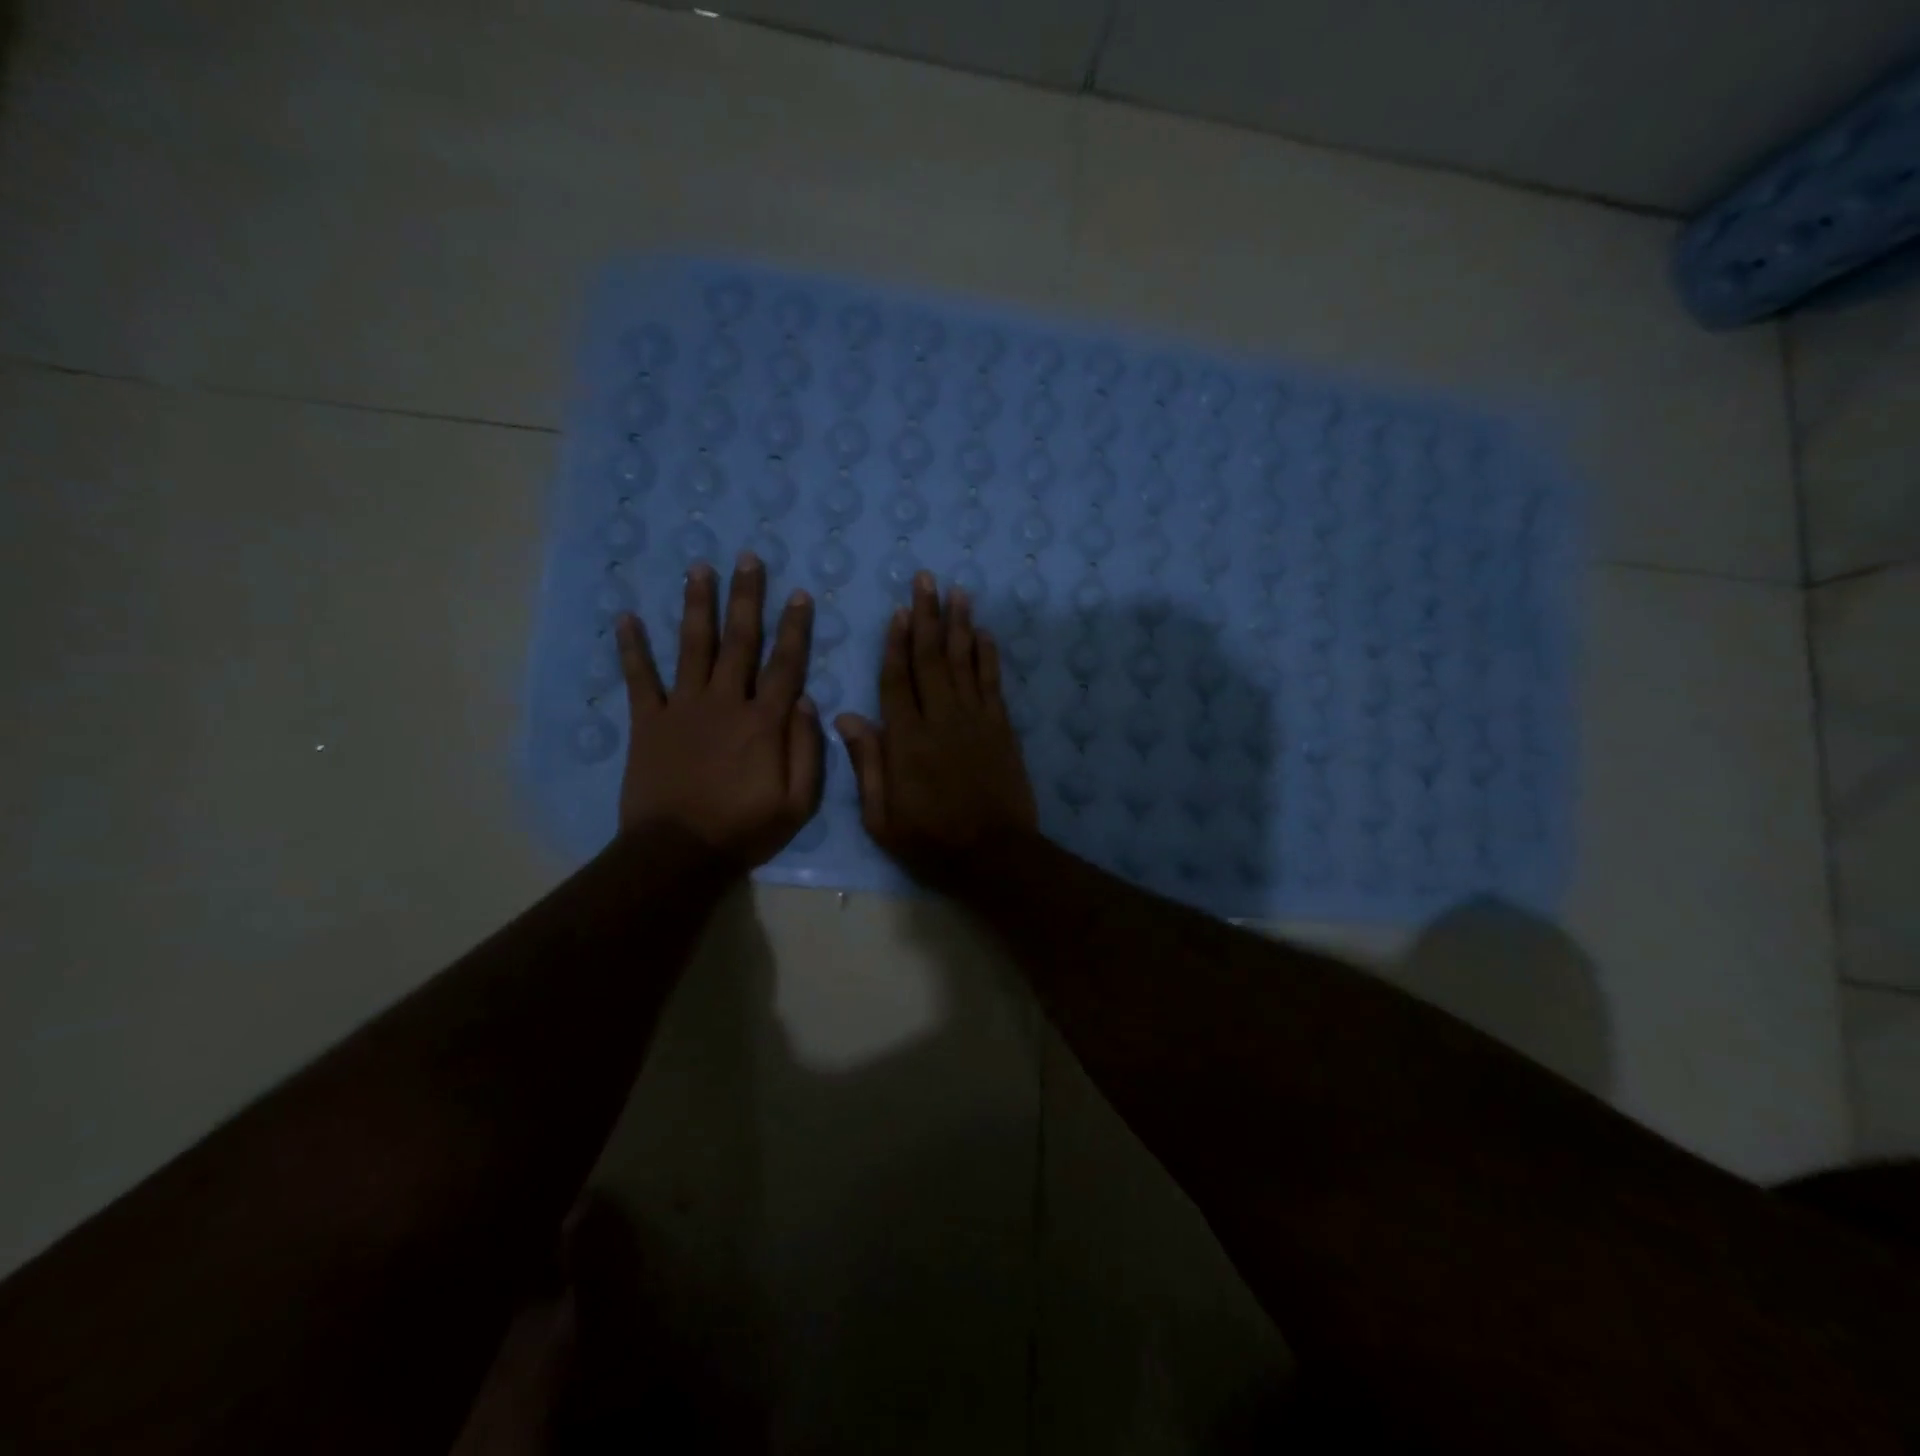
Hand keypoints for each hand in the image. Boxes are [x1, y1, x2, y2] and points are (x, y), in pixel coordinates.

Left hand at [615, 553, 822, 869]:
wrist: (679, 852)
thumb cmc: (745, 829)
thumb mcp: (799, 803)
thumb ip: (809, 751)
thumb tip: (809, 702)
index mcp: (765, 722)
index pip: (785, 664)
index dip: (795, 628)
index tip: (799, 595)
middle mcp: (725, 703)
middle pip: (739, 641)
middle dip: (746, 598)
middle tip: (748, 558)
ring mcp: (683, 708)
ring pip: (693, 647)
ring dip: (697, 606)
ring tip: (699, 569)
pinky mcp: (648, 722)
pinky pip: (639, 679)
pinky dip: (632, 648)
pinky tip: (626, 618)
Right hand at [835, 572, 1037, 886]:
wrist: (994, 855)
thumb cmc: (931, 841)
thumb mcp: (882, 817)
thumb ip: (867, 764)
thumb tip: (846, 717)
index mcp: (907, 740)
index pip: (897, 680)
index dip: (895, 644)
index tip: (897, 612)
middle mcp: (941, 719)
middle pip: (932, 659)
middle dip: (928, 617)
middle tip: (926, 580)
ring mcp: (976, 720)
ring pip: (965, 662)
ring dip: (960, 625)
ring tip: (957, 592)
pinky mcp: (1002, 728)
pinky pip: (993, 683)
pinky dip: (988, 656)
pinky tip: (985, 634)